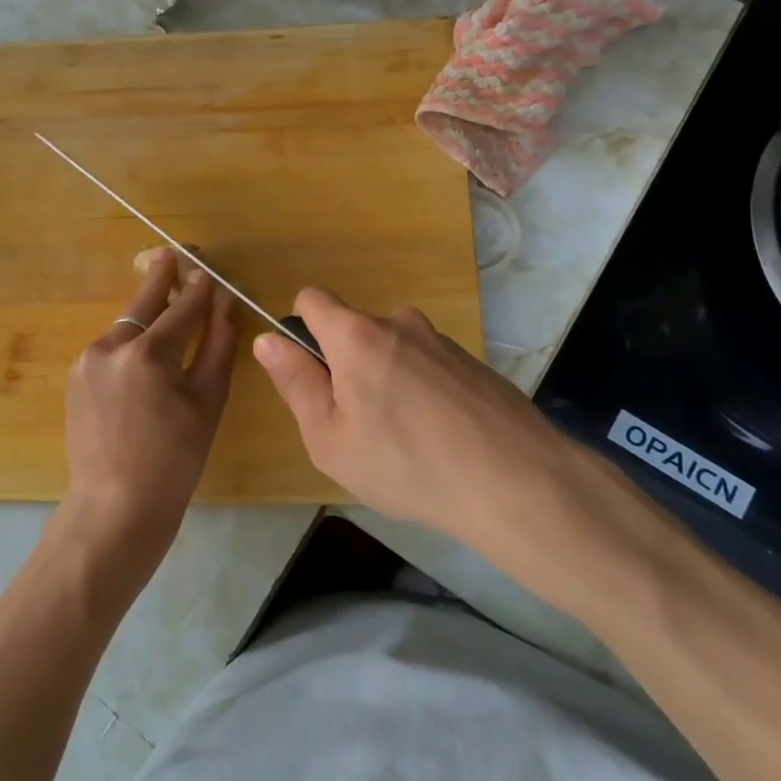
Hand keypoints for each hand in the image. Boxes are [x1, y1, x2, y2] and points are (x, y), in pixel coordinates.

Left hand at [61, 248, 236, 563]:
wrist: (114, 507)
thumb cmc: (174, 461)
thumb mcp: (207, 404)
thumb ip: (216, 349)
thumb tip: (224, 309)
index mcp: (148, 354)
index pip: (183, 308)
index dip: (201, 289)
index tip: (209, 271)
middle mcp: (111, 346)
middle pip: (143, 301)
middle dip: (160, 276)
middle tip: (171, 254)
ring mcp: (87, 360)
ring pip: (126, 326)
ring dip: (146, 317)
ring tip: (165, 311)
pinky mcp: (76, 376)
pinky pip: (111, 348)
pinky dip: (130, 343)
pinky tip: (144, 355)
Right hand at [253, 288, 563, 544]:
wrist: (514, 480)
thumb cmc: (405, 463)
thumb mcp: (330, 437)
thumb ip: (295, 383)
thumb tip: (267, 340)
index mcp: (355, 335)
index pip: (312, 299)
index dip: (303, 331)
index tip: (314, 376)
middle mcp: (398, 323)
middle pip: (354, 329)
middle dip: (347, 365)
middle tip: (360, 425)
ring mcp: (440, 340)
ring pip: (393, 350)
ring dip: (387, 379)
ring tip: (405, 438)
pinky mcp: (472, 362)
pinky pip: (428, 366)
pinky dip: (423, 391)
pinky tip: (441, 437)